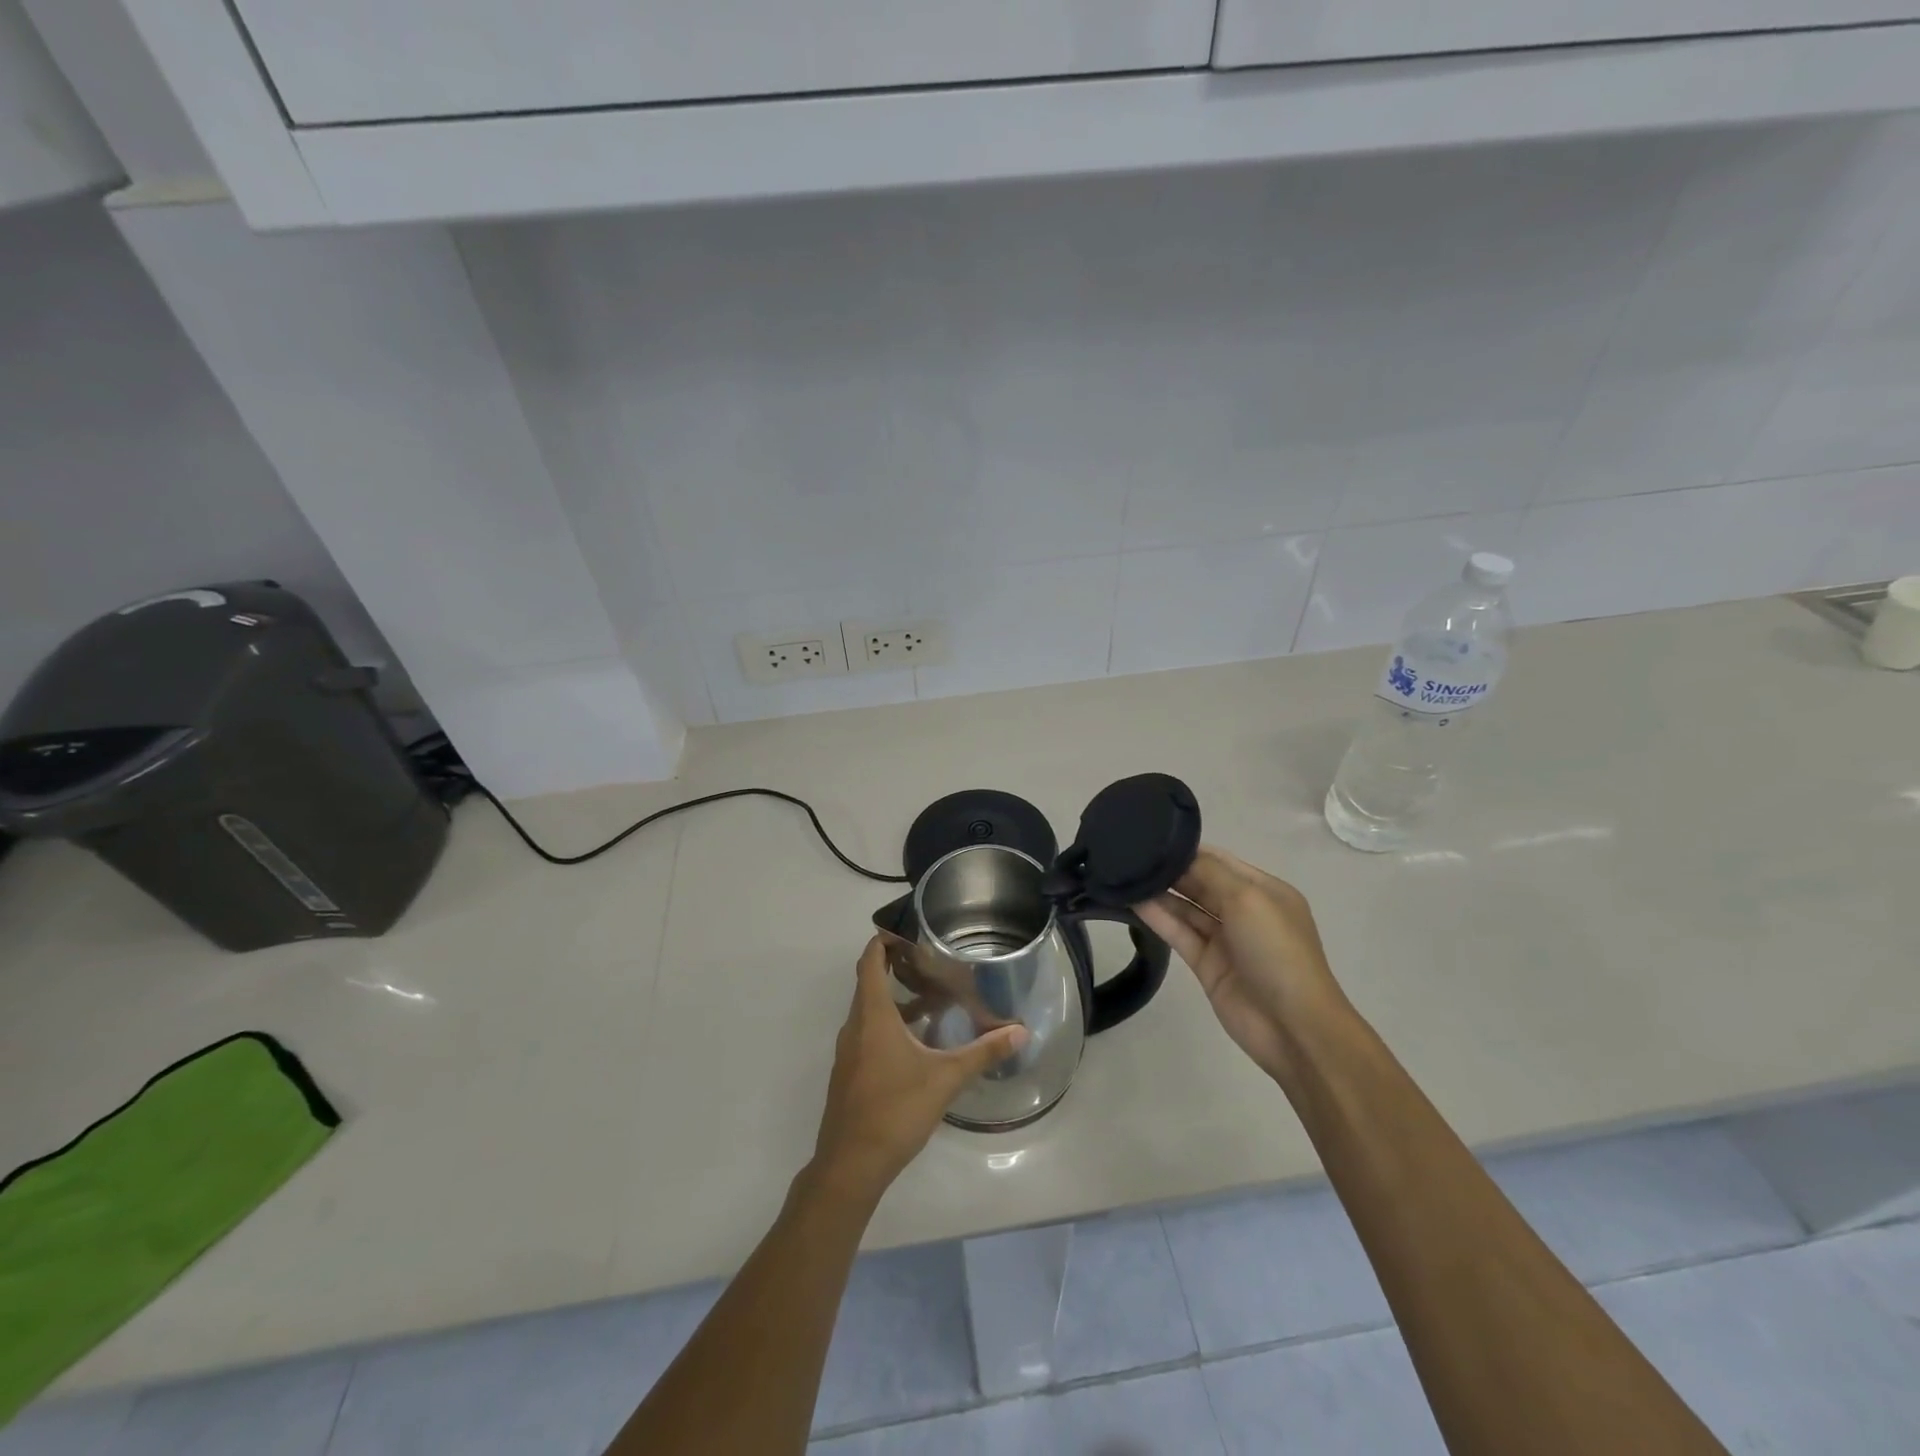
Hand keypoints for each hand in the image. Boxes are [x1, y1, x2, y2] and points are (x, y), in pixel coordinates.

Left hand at [811, 937, 1029, 1202]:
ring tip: (931, 1000)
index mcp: (872, 1016)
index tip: (906, 930)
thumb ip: (983, 1052)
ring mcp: (848, 1052)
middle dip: (895, 968)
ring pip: (870, 1012)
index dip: (882, 941)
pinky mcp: (850, 1073)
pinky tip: (918, 1043)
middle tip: (930, 962)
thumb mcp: (945, 1079)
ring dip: (895, 1001)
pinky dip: (889, 1025)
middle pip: (869, 984)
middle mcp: (855, 1026)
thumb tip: (1021, 1032)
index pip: (869, 962)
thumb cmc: (895, 1111)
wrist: (850, 1165)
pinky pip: (868, 1034)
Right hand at [1136, 847, 1350, 1085]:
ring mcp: (1225, 939)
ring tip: (1125, 876)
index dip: (1188, 850)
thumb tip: (1178, 853)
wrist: (1293, 1026)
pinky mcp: (1207, 964)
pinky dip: (1158, 918)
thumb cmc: (1276, 951)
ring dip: (1159, 893)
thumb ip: (1210, 872)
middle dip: (1170, 870)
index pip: (1219, 861)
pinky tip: (1133, 902)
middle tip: (1130, 855)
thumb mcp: (1248, 899)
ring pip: (1186, 908)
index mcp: (1264, 890)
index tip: (1151, 838)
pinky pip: (1179, 933)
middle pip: (1201, 883)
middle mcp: (1244, 911)